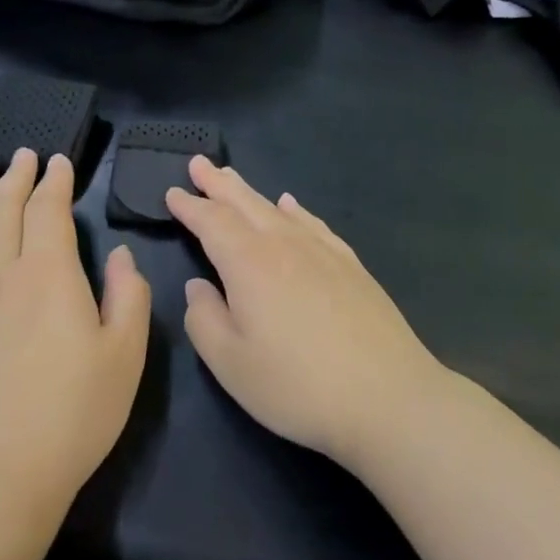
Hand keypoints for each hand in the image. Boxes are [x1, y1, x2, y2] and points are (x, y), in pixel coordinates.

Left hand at [0, 150, 150, 533]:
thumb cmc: (70, 419)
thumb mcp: (125, 357)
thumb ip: (128, 296)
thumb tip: (119, 255)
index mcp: (47, 276)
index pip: (48, 211)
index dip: (54, 182)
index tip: (59, 161)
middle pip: (3, 212)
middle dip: (15, 179)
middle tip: (22, 155)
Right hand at [165, 157, 448, 466]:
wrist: (387, 395)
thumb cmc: (297, 385)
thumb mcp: (231, 364)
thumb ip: (204, 319)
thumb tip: (198, 286)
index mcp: (250, 263)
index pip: (212, 223)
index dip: (190, 206)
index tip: (172, 192)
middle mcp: (285, 244)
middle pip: (245, 204)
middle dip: (218, 184)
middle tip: (198, 163)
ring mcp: (323, 251)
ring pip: (278, 209)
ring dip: (250, 192)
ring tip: (233, 178)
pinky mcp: (351, 265)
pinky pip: (314, 224)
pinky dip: (296, 210)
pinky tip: (292, 206)